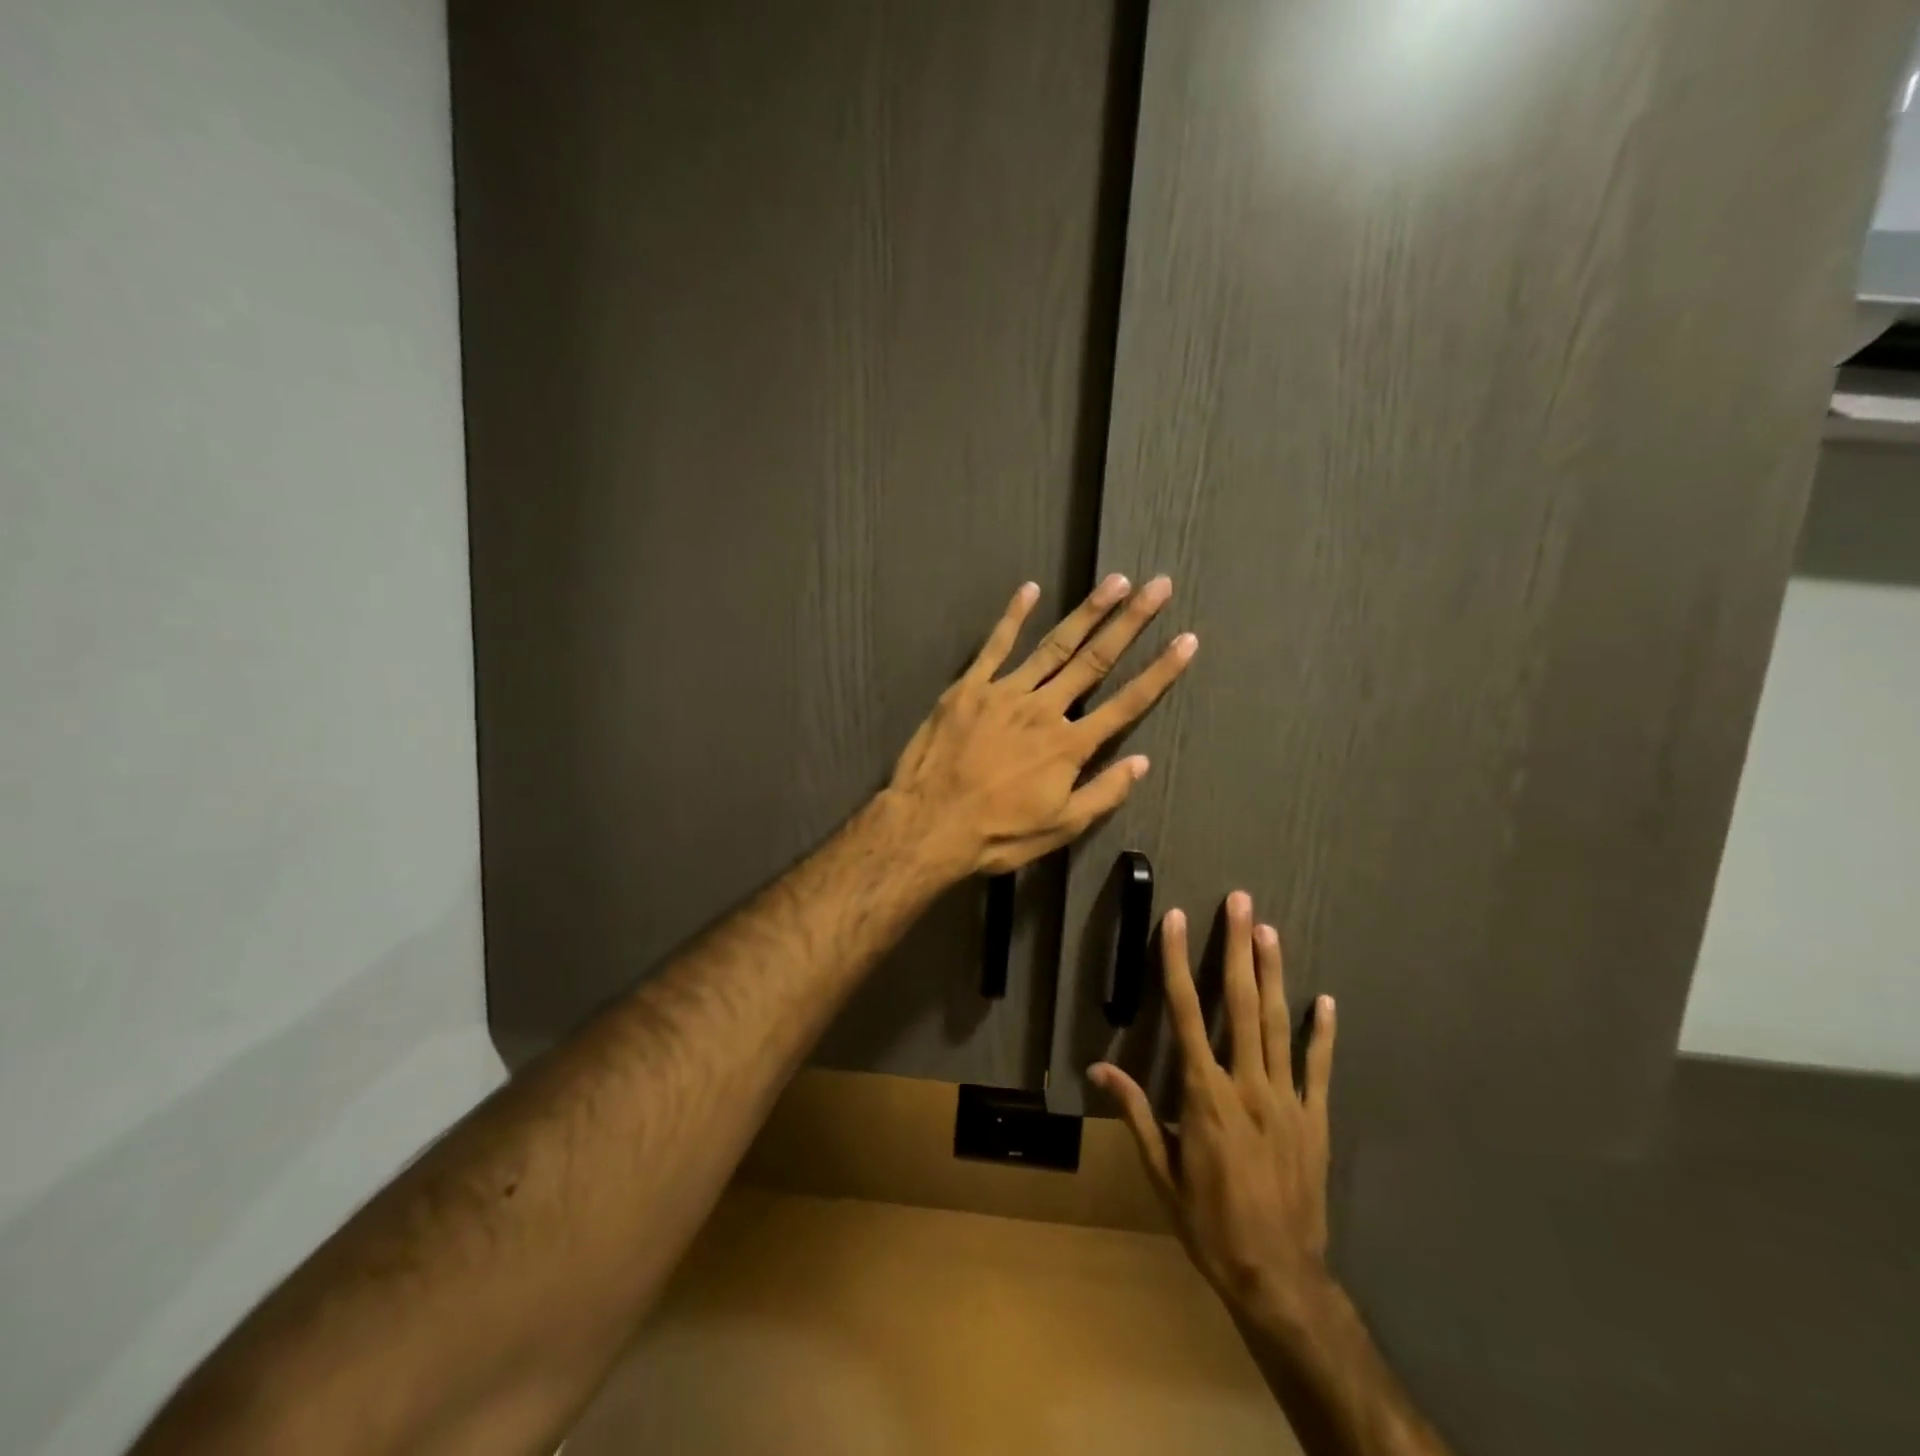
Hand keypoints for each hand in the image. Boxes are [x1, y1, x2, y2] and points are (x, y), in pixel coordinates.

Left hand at [887, 574, 1195, 877]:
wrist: (928, 824)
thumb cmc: (997, 834)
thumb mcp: (1059, 827)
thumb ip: (1103, 793)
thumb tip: (1141, 762)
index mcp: (1069, 745)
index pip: (1126, 703)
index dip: (1160, 672)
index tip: (1187, 641)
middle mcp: (1043, 709)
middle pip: (1094, 660)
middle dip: (1130, 622)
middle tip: (1158, 586)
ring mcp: (1004, 693)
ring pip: (1053, 645)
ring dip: (1087, 612)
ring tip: (1115, 582)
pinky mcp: (969, 688)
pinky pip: (994, 646)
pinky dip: (1013, 617)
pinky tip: (1030, 589)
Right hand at [1092, 892, 1337, 1322]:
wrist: (1279, 1279)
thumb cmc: (1209, 1224)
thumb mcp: (1161, 1172)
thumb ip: (1134, 1112)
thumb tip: (1098, 1068)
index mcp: (1205, 1095)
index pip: (1186, 1013)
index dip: (1177, 962)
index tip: (1177, 920)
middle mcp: (1248, 1085)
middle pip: (1240, 1004)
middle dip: (1237, 948)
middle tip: (1240, 903)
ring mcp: (1287, 1099)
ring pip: (1278, 1023)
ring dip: (1272, 973)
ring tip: (1269, 931)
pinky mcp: (1316, 1119)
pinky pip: (1320, 1067)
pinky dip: (1322, 1032)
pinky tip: (1324, 1000)